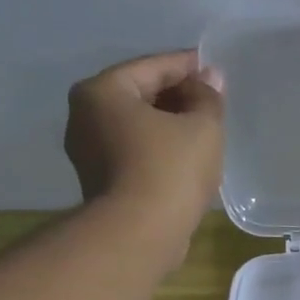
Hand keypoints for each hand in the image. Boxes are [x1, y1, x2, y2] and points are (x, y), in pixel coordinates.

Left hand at [65, 50, 224, 226]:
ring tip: (203, 131)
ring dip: (169, 124)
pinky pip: (134, 152)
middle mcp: (85, 115)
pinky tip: (185, 158)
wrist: (139, 234)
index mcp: (103, 90)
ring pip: (137, 125)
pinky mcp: (100, 182)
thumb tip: (210, 78)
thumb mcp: (202, 127)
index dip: (188, 65)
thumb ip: (208, 97)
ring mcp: (88, 151)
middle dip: (178, 96)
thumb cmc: (169, 170)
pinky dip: (158, 148)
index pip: (152, 66)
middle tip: (212, 101)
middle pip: (140, 94)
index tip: (214, 68)